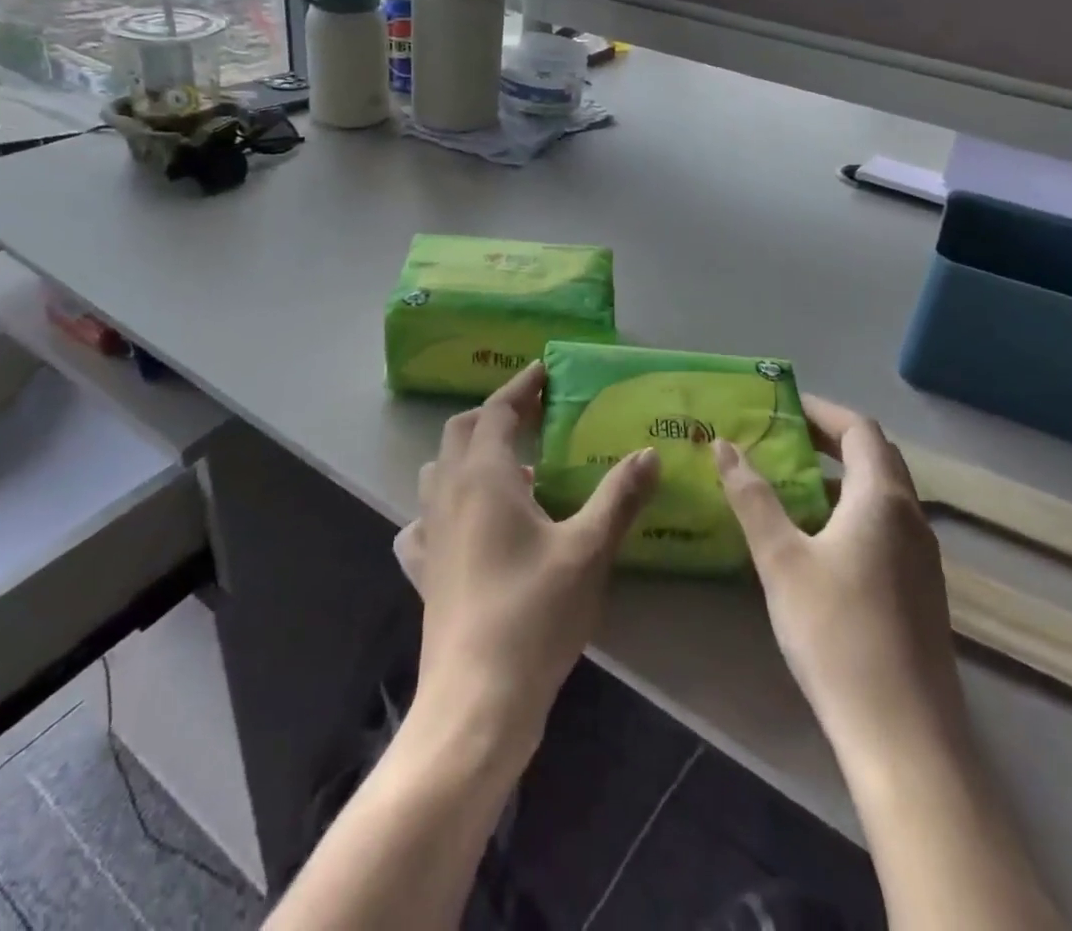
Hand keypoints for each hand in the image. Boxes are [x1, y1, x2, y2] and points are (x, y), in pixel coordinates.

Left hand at [395, 362, 659, 767]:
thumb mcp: (588, 550)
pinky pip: (424, 521)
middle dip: (494, 414)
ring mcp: (429, 532)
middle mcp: (448, 493)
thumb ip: (619, 497)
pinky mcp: (423, 570)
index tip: (542, 371)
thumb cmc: (535, 614)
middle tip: (531, 415)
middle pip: (461, 432)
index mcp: (484, 476)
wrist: (476, 700)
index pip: (496, 411)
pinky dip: (443, 508)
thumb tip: (648, 453)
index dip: (520, 388)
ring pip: (438, 471)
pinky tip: (463, 527)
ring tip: (509, 471)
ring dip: (468, 456)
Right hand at [712, 396, 961, 752]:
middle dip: (829, 440)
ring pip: (881, 496)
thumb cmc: (836, 633)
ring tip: (789, 484)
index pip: (859, 430)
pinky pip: (884, 528)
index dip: (821, 410)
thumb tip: (725, 446)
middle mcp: (911, 519)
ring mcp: (922, 559)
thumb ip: (753, 497)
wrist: (903, 736)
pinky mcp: (919, 592)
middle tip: (781, 438)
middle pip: (875, 458)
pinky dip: (850, 513)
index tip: (782, 405)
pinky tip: (815, 541)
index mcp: (882, 500)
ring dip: (838, 479)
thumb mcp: (781, 559)